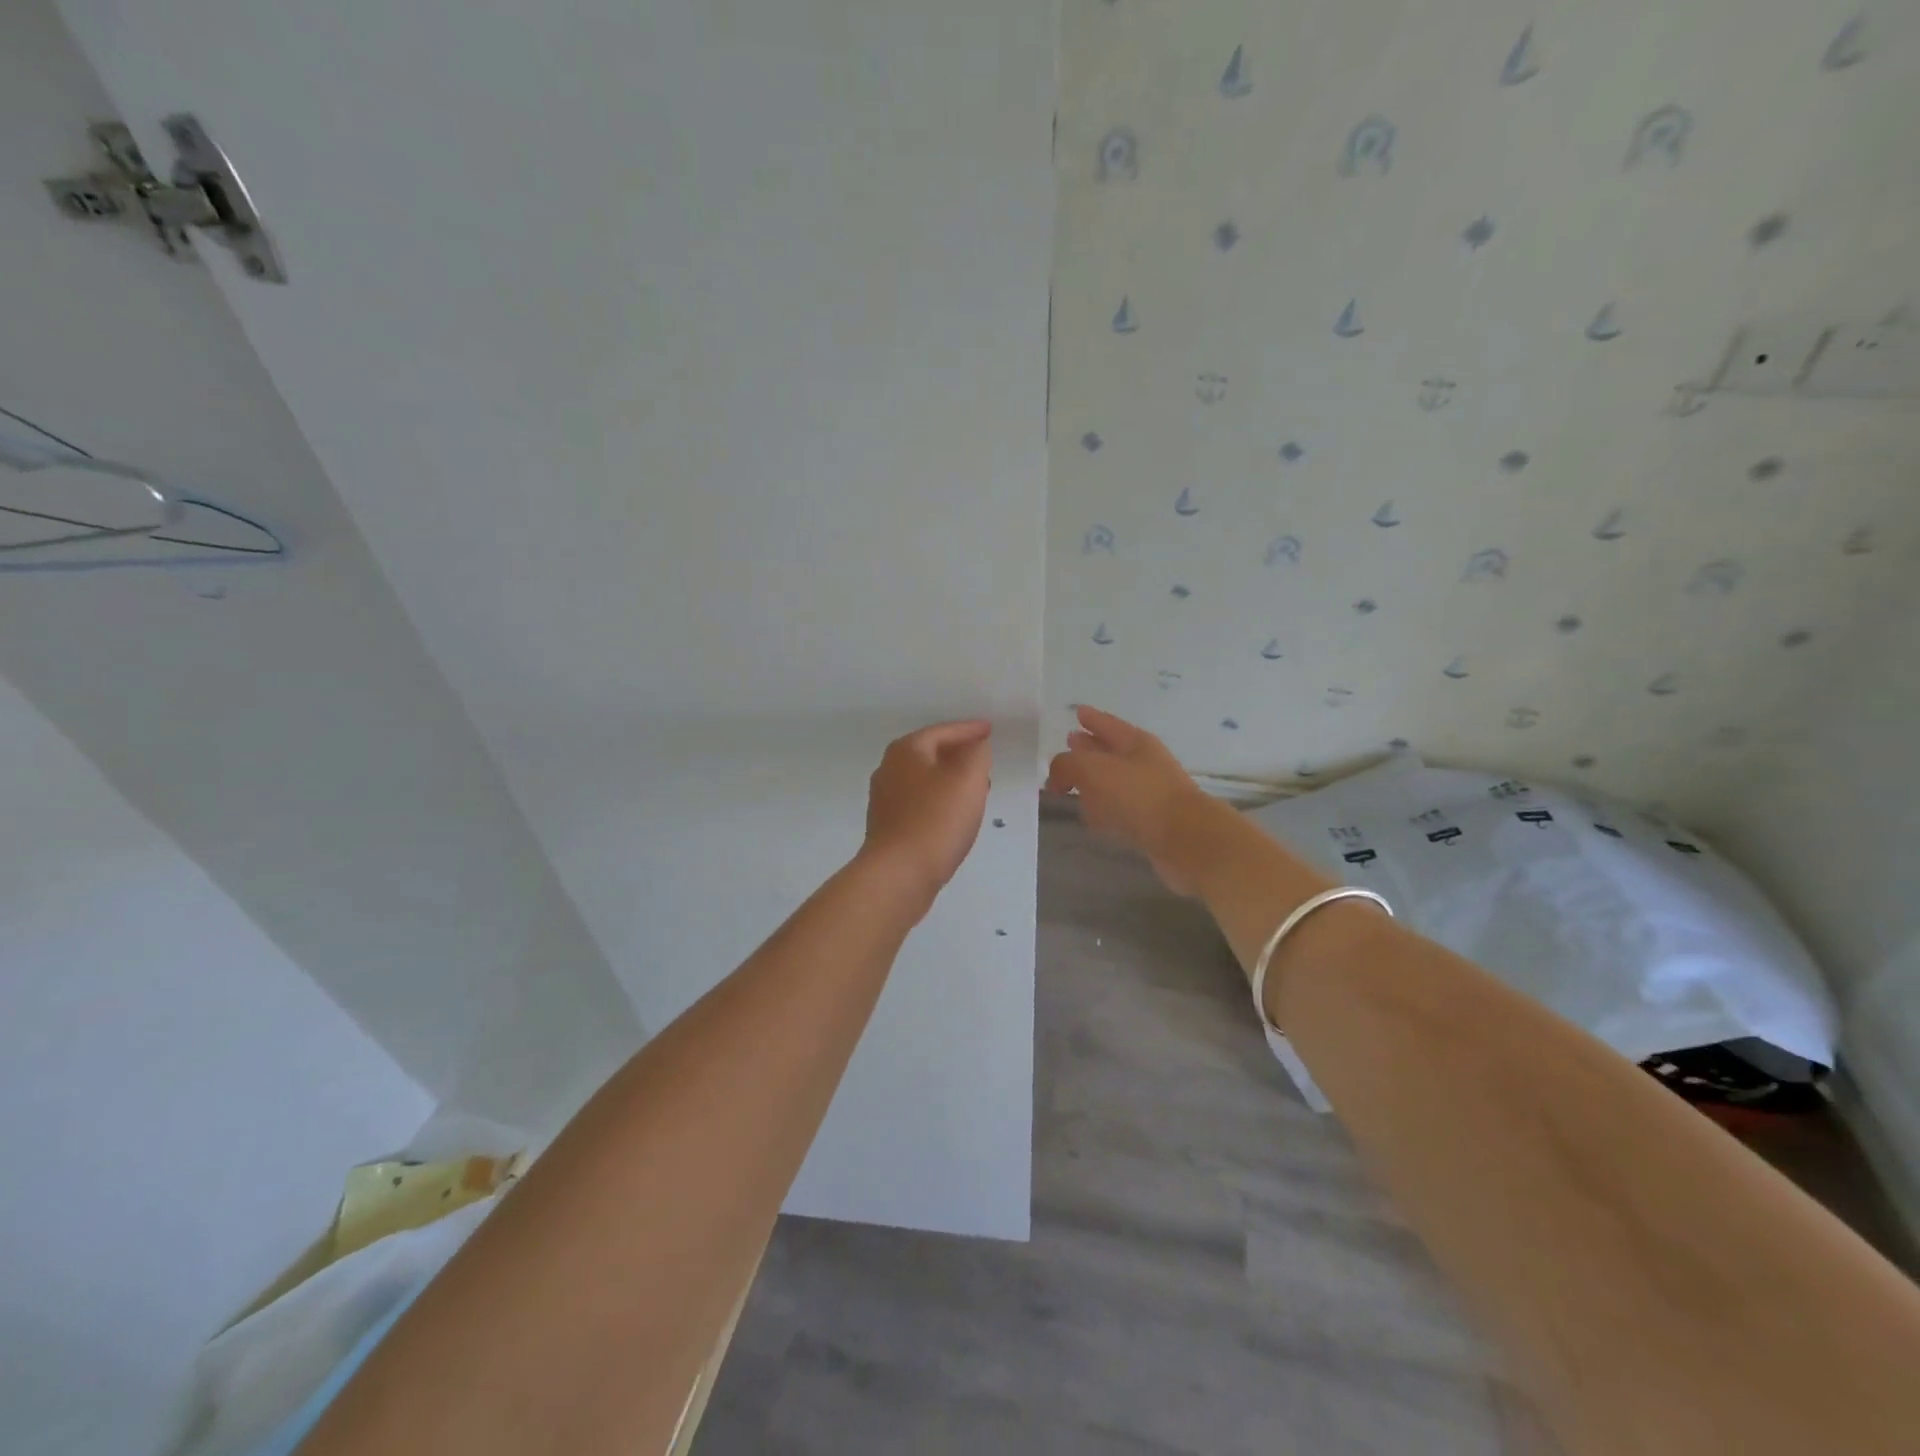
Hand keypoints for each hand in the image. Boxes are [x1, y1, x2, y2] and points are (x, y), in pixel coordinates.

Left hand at [861, 720, 992, 899]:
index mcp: (906, 750)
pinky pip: (920, 804)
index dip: (970, 730)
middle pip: (930, 753)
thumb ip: (976, 753)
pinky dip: (940, 801)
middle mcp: (889, 769)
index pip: (943, 731)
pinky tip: (955, 815)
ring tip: (977, 789)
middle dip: (959, 755)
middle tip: (986, 760)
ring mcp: (885, 800)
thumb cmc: (936, 819)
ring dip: (951, 780)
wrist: (899, 874)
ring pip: (925, 780)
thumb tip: (975, 746)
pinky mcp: (888, 827)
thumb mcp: (968, 778)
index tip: (990, 729)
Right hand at [1045, 706, 1211, 893]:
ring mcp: (1149, 793)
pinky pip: (1119, 810)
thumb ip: (1067, 765)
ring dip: (1094, 783)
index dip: (1091, 718)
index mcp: (1135, 743)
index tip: (1078, 712)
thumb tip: (1057, 776)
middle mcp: (1144, 764)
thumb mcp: (1093, 769)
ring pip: (1113, 782)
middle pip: (1110, 751)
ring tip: (1073, 786)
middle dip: (1089, 748)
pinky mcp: (1150, 823)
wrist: (1186, 840)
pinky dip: (1103, 810)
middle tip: (1070, 744)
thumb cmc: (1139, 796)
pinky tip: (1092, 818)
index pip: (1108, 724)